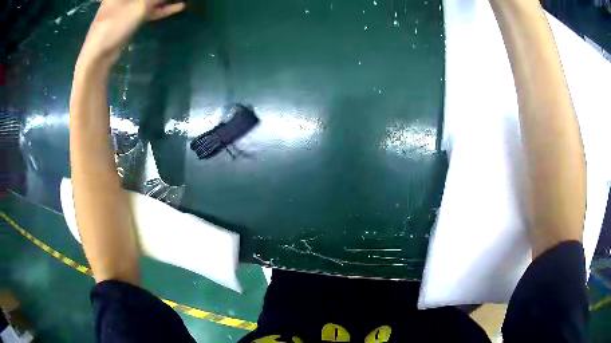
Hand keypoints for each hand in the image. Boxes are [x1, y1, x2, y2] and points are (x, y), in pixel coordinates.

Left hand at [79, 0, 184, 65]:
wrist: (98, 55)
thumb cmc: (115, 26)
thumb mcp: (140, 7)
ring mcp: (126, 8)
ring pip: (148, 1)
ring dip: (164, 1)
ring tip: (180, 0)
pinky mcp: (129, 19)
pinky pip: (147, 11)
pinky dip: (160, 10)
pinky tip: (177, 7)